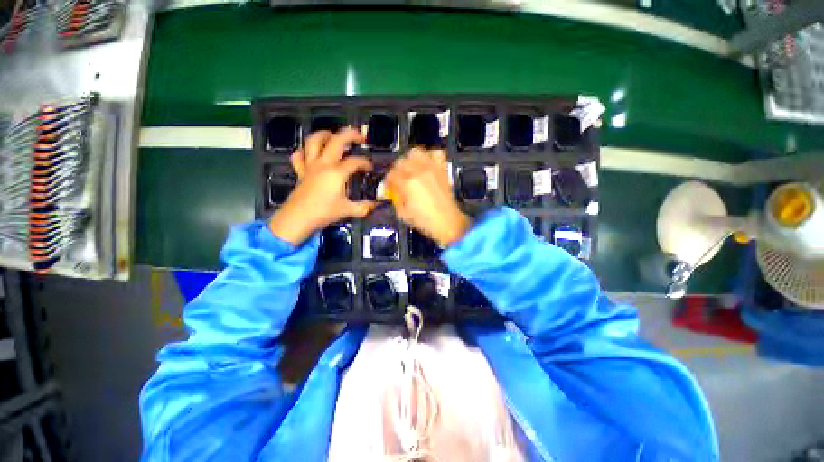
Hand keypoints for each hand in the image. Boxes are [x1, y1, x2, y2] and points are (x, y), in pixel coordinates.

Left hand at [269, 129, 376, 245]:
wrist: (298, 218)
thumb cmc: (324, 212)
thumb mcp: (347, 210)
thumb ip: (363, 207)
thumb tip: (375, 205)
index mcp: (337, 172)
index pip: (355, 161)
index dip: (365, 163)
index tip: (370, 169)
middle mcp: (323, 164)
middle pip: (336, 140)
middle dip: (350, 135)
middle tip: (360, 137)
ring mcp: (310, 165)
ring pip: (313, 141)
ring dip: (325, 134)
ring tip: (334, 136)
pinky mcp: (300, 171)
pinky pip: (298, 155)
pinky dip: (304, 151)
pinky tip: (311, 154)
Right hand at [385, 148, 471, 246]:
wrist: (447, 222)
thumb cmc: (424, 221)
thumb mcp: (403, 213)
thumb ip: (395, 199)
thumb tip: (392, 191)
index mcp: (407, 183)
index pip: (391, 175)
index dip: (387, 182)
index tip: (388, 187)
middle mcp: (419, 172)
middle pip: (401, 161)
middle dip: (397, 171)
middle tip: (398, 179)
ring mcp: (432, 168)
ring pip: (416, 152)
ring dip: (411, 160)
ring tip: (411, 169)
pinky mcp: (442, 169)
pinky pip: (436, 153)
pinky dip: (430, 156)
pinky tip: (427, 165)